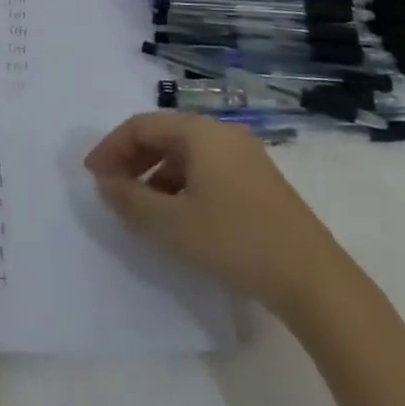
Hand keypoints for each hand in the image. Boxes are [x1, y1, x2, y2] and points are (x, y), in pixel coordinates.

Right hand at [84, 111, 336, 310]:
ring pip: (185, 154)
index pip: (142, 126)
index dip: (111, 147)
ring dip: (156, 175)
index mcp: (199, 131)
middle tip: (110, 189)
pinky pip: (206, 169)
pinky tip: (178, 217)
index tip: (91, 175)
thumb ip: (131, 200)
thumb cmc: (235, 242)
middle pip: (164, 135)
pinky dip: (181, 184)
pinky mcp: (258, 181)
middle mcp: (221, 132)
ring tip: (140, 208)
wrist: (314, 279)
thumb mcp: (172, 225)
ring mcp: (244, 155)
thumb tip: (105, 182)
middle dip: (132, 160)